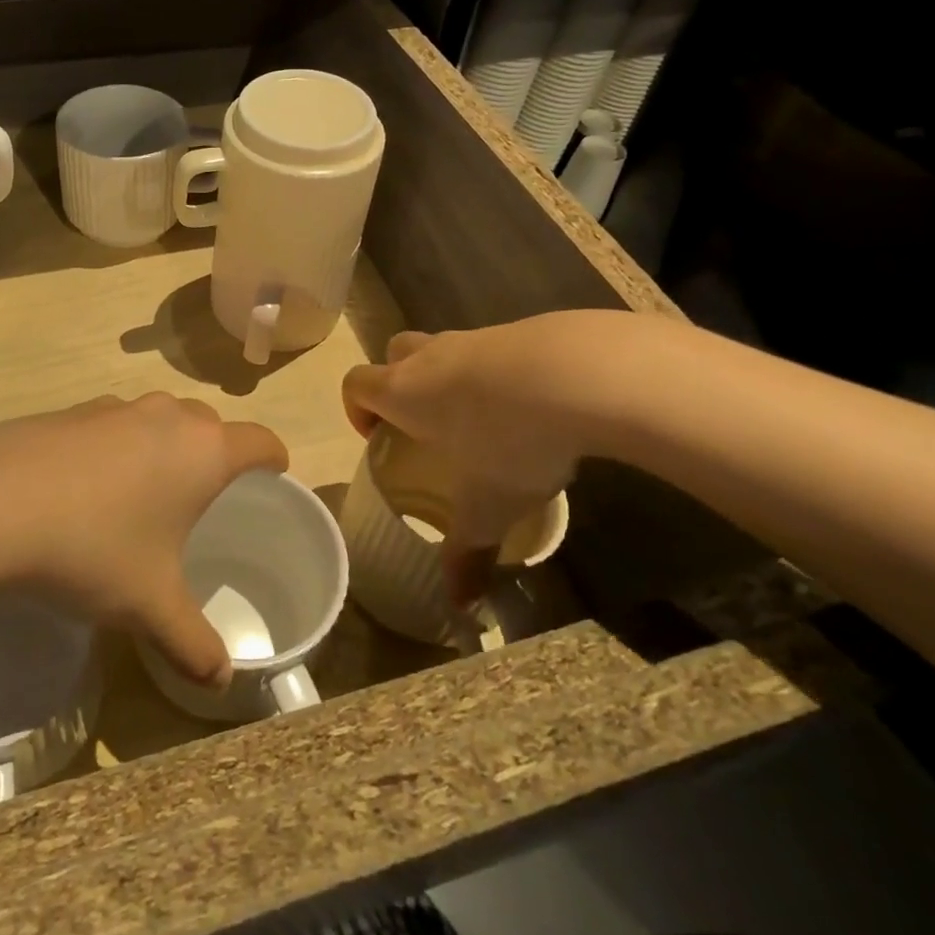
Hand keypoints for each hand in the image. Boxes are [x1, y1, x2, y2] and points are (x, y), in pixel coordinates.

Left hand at [0, 394, 286, 688]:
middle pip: (210, 425)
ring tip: (143, 495)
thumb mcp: (150, 606)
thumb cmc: (95, 549)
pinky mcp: (70, 411)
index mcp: (204, 451)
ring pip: (159, 420)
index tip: (273, 479)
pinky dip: (116, 447)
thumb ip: (194, 643)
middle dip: (215, 454)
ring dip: (163, 447)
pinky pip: (112, 424)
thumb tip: (222, 681)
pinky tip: (85, 489)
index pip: (261, 441)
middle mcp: (167, 416)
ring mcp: (115, 407)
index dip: (274, 460)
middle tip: (203, 500)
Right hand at [341, 319, 598, 604]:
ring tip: (485, 421)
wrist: (578, 374)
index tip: (378, 437)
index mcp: (404, 391)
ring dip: (451, 376)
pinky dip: (499, 372)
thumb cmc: (507, 439)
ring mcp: (476, 338)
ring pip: (445, 348)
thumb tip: (458, 605)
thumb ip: (467, 552)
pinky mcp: (520, 330)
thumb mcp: (487, 506)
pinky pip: (493, 348)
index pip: (356, 383)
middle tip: (425, 424)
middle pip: (394, 353)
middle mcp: (431, 357)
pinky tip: (532, 406)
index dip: (356, 407)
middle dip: (399, 382)